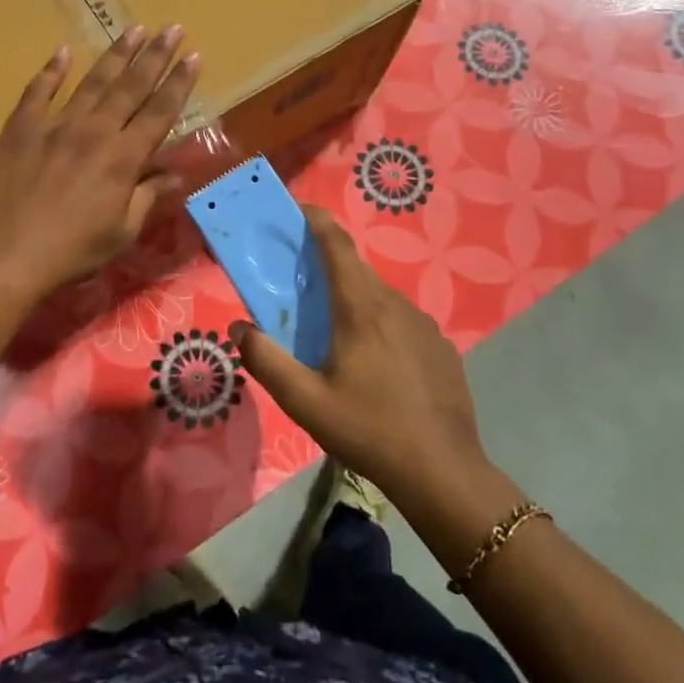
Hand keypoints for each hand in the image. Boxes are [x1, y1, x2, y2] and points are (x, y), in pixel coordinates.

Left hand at [0, 24, 199, 300]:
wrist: (0, 257)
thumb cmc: (69, 253)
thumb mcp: (120, 233)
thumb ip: (148, 196)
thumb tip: (175, 173)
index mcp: (123, 158)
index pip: (160, 112)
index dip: (179, 83)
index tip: (194, 56)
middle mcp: (94, 132)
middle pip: (131, 86)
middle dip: (155, 56)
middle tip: (172, 28)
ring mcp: (55, 125)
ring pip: (92, 82)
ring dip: (116, 55)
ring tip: (134, 29)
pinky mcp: (20, 129)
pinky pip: (38, 92)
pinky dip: (51, 71)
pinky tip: (63, 52)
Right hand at [232, 208, 491, 505]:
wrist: (443, 472)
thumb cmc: (368, 430)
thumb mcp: (305, 402)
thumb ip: (266, 361)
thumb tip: (240, 329)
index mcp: (361, 308)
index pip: (337, 246)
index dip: (317, 221)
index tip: (299, 210)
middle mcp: (395, 305)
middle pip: (357, 271)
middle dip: (329, 267)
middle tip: (303, 285)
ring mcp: (424, 325)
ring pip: (381, 298)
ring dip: (355, 301)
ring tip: (337, 335)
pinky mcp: (441, 348)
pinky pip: (403, 323)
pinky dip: (382, 327)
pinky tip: (377, 367)